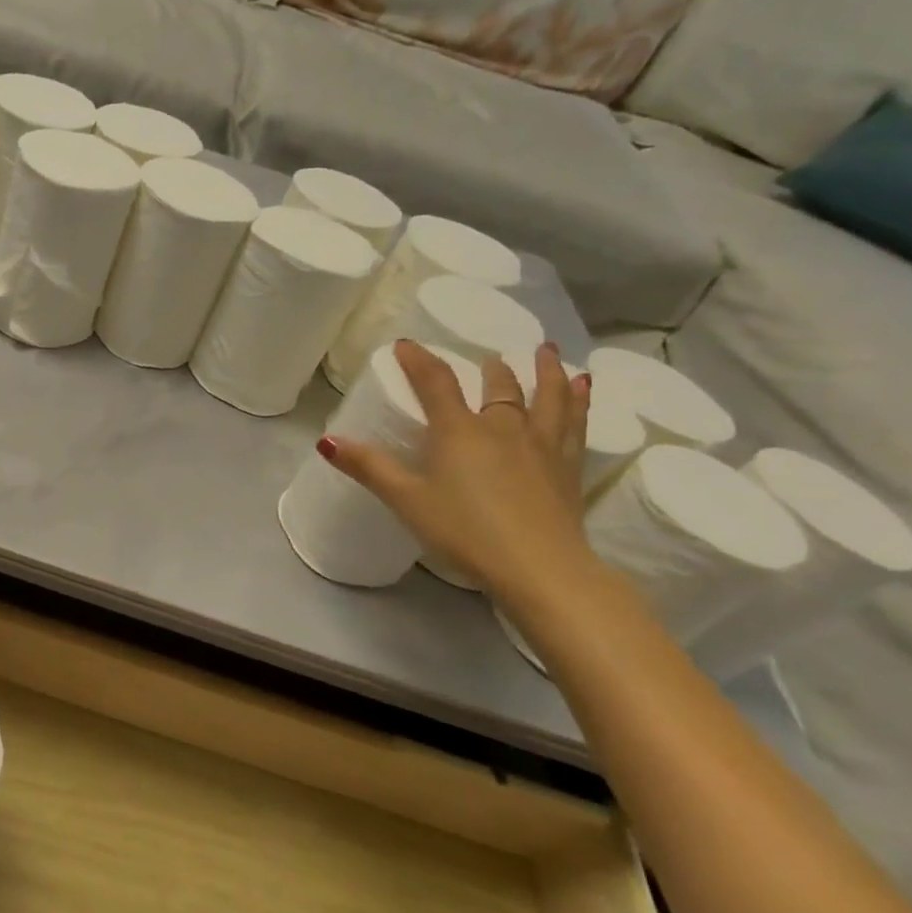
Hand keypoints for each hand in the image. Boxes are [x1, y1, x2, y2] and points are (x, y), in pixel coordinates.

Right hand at [318, 341, 596, 599]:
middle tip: (486, 357)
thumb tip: (326, 441)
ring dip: (546, 371)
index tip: (405, 344)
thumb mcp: (406, 500)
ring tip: (547, 350)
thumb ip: (368, 467)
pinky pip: (576, 425)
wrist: (539, 568)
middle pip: (498, 387)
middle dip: (489, 368)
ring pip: (547, 397)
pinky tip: (585, 389)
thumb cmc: (464, 532)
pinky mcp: (567, 469)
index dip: (419, 360)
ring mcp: (541, 447)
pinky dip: (580, 402)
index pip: (435, 382)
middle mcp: (503, 428)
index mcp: (459, 432)